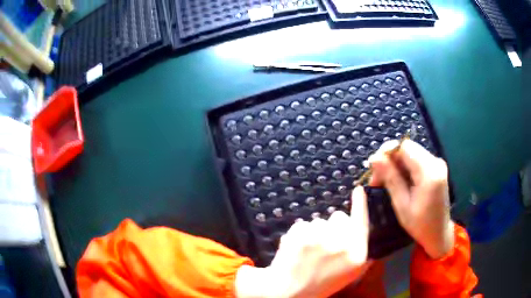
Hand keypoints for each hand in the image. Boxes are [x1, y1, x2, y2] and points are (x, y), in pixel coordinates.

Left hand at [235, 187, 371, 297]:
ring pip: (318, 221)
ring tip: (308, 252)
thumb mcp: (350, 273)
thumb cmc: (322, 283)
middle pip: (339, 216)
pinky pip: (302, 224)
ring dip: (315, 232)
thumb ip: (360, 251)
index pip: (362, 222)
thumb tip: (361, 227)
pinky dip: (299, 234)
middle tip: (324, 245)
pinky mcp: (300, 234)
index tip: (359, 189)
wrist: (289, 292)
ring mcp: (320, 237)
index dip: (360, 204)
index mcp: (357, 254)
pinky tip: (296, 250)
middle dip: (333, 226)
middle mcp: (342, 243)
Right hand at [369, 140, 453, 258]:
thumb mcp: (402, 205)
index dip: (387, 152)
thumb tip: (374, 158)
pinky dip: (403, 168)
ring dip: (394, 165)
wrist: (439, 233)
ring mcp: (436, 164)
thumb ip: (391, 179)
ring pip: (409, 154)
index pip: (405, 146)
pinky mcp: (435, 168)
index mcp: (429, 172)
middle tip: (375, 179)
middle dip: (389, 160)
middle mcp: (435, 162)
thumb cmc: (420, 225)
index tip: (373, 167)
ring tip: (382, 182)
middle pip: (407, 149)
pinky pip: (415, 161)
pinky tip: (395, 181)